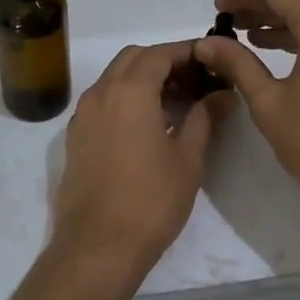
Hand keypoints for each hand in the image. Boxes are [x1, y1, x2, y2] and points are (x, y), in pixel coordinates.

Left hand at [50, 42, 234, 292]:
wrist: (97, 247)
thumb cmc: (150, 201)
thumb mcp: (188, 159)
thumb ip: (205, 118)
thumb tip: (224, 95)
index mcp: (129, 91)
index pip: (160, 53)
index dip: (187, 52)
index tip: (211, 60)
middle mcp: (100, 93)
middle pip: (133, 59)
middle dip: (164, 61)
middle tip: (195, 82)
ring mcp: (83, 115)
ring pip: (114, 78)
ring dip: (143, 79)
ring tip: (175, 103)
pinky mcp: (75, 137)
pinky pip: (102, 101)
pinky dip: (125, 98)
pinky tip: (147, 125)